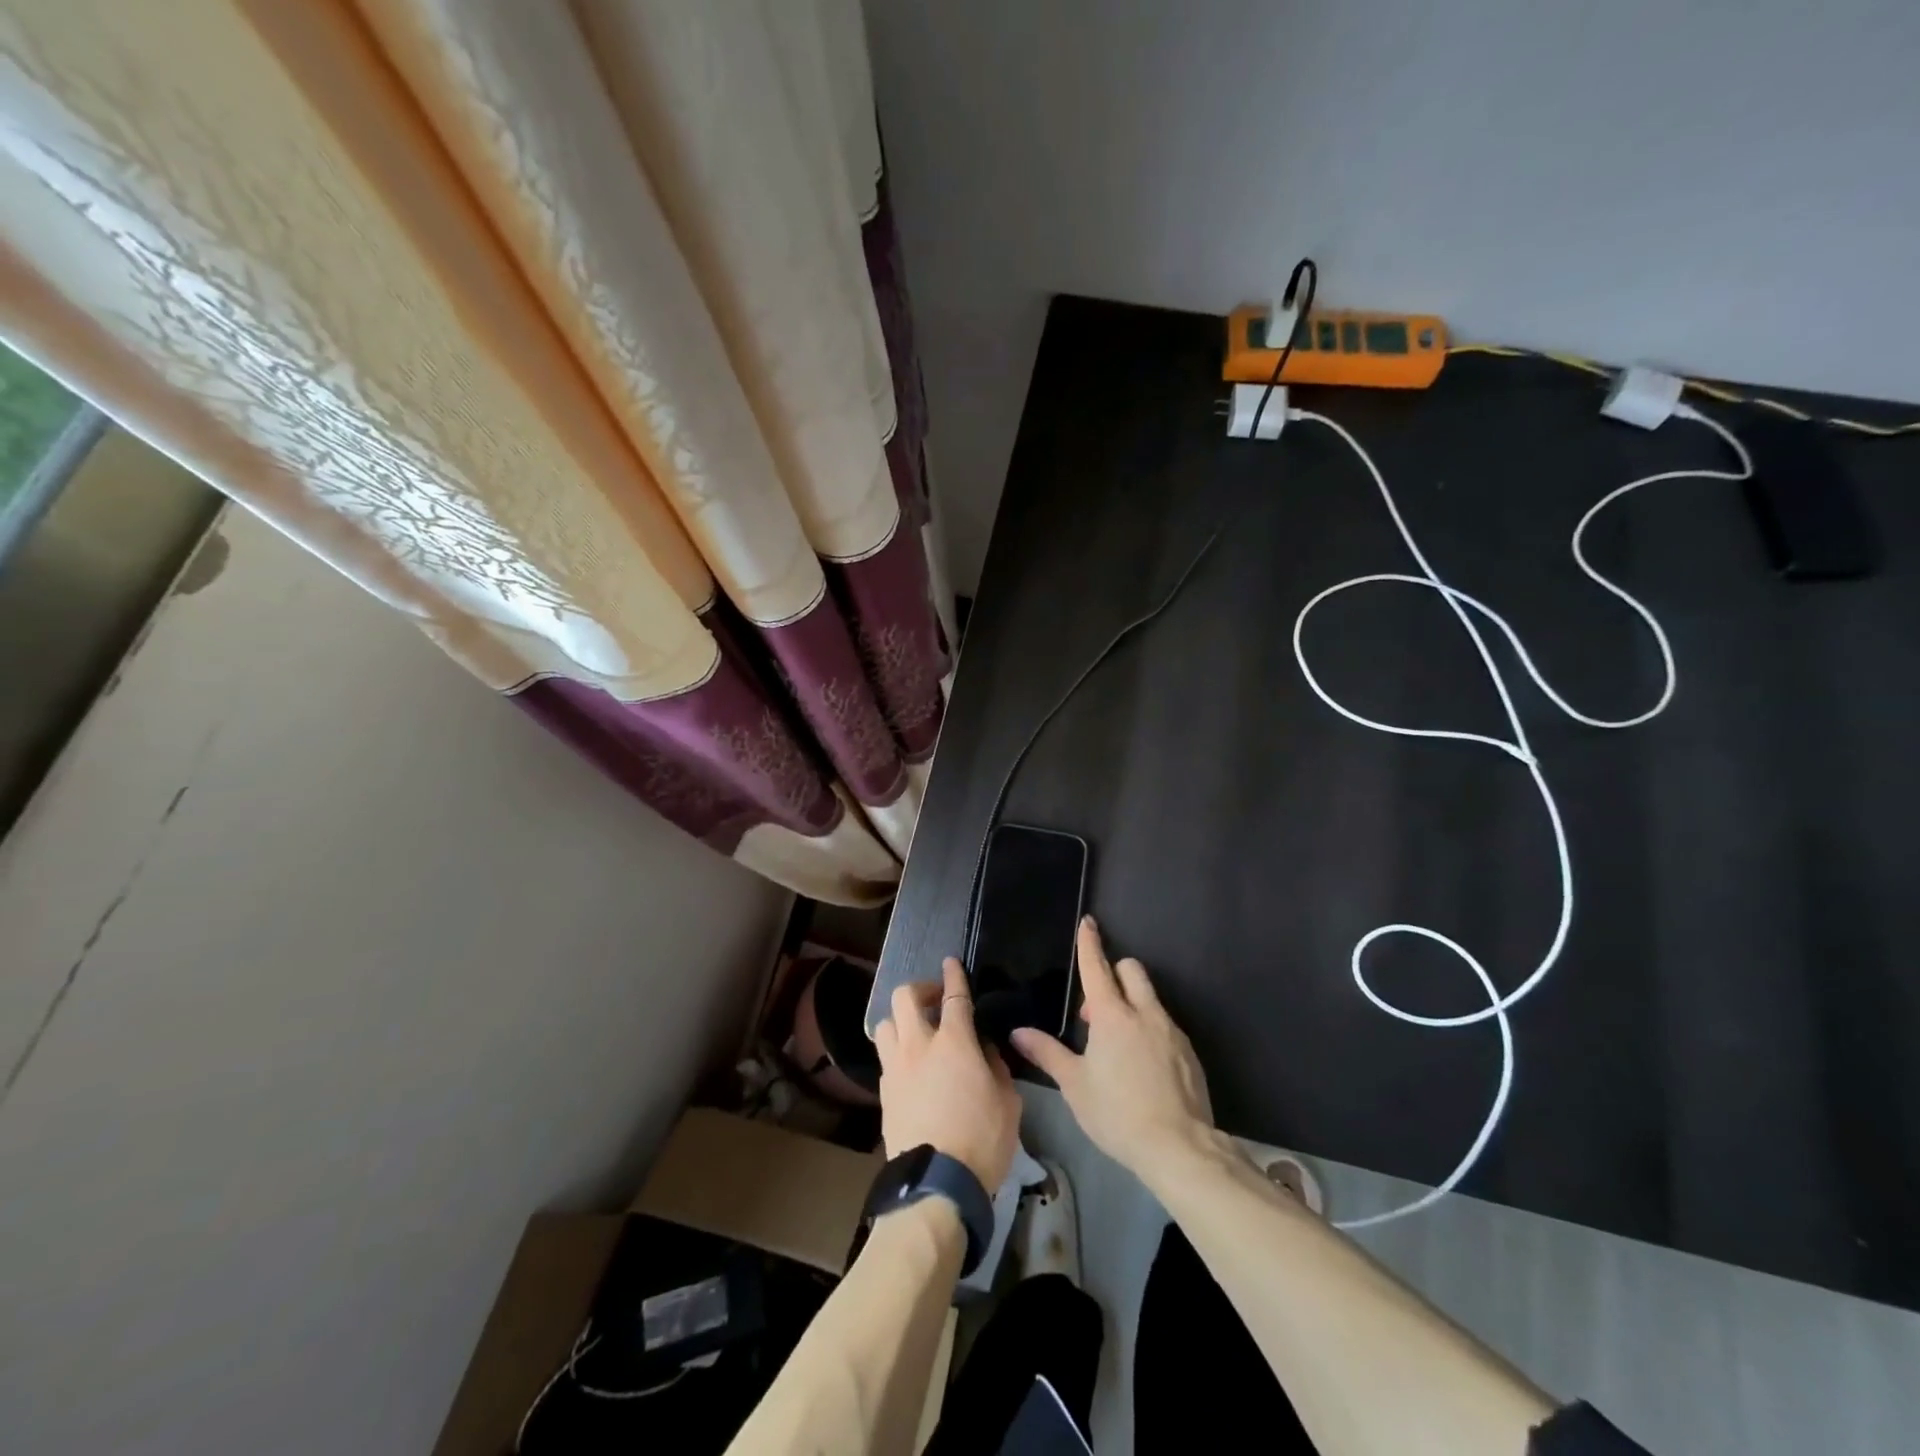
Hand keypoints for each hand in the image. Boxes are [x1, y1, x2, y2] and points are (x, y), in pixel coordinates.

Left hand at [874, 956, 1021, 1190]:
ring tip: (917, 1031)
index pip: (954, 996)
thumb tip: (984, 1049)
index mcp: (954, 1042)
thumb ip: (995, 1066)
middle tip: (935, 1000)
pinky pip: (885, 1056)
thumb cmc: (982, 1140)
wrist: (936, 1185)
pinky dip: (897, 1050)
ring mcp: (895, 1068)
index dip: (953, 976)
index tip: (950, 962)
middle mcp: (918, 1046)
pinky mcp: (883, 1092)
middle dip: (920, 989)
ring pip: (886, 1023)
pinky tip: (910, 1066)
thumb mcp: (1007, 1101)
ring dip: (901, 1019)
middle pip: (905, 997)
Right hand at [1012, 917, 1214, 1182]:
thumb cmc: (1118, 1113)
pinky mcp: (1188, 1051)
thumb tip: (1018, 1032)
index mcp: (1112, 1016)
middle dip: (1114, 973)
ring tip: (1116, 1044)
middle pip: (1131, 970)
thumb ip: (1047, 1053)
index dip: (1090, 943)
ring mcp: (1170, 1031)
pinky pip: (1164, 1024)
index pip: (1097, 967)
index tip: (1089, 922)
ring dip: (1131, 1004)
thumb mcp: (1075, 1086)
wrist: (1179, 1147)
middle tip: (1095, 1011)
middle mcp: (1144, 1013)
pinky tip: (1141, 1066)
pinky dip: (1149, 1029)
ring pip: (1149, 997)